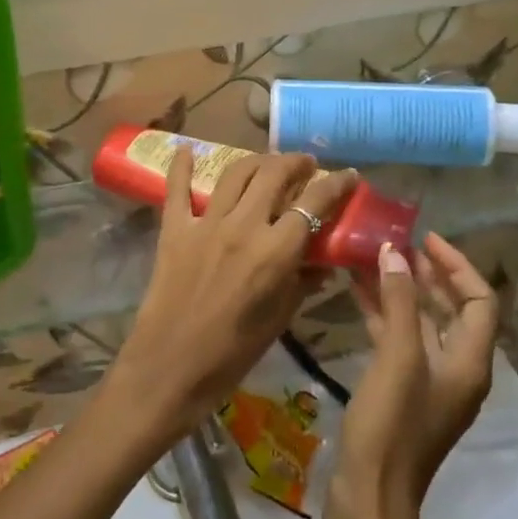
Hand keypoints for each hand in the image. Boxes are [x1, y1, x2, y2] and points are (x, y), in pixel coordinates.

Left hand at [105, 149, 357, 448]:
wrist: (169, 369)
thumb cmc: (232, 354)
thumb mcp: (279, 320)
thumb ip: (303, 282)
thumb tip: (324, 261)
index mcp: (275, 252)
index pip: (314, 203)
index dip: (336, 184)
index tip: (348, 175)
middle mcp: (243, 226)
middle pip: (274, 174)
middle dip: (295, 162)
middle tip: (305, 165)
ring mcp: (205, 224)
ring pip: (235, 173)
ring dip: (256, 161)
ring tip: (267, 162)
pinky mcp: (174, 229)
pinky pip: (177, 189)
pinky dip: (181, 166)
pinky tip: (186, 149)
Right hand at [328, 234, 499, 518]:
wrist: (370, 500)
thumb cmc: (391, 426)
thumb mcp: (397, 358)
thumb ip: (400, 302)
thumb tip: (395, 253)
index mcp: (469, 362)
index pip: (479, 300)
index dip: (456, 265)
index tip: (424, 238)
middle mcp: (456, 368)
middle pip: (451, 309)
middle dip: (426, 273)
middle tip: (394, 244)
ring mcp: (427, 381)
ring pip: (421, 322)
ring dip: (400, 290)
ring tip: (370, 259)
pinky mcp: (401, 391)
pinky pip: (398, 340)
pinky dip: (382, 314)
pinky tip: (355, 294)